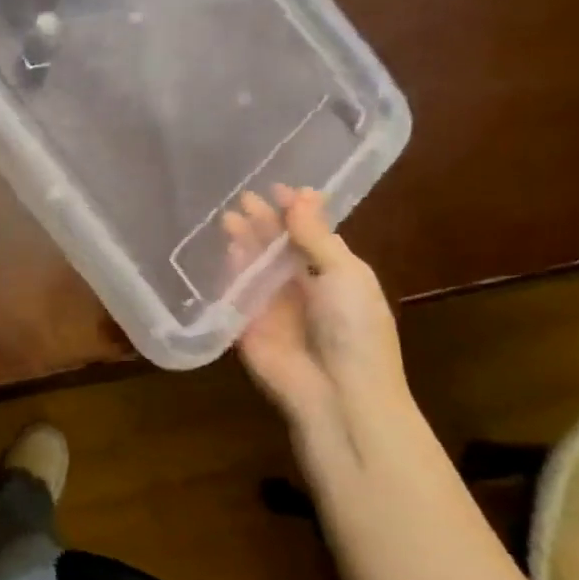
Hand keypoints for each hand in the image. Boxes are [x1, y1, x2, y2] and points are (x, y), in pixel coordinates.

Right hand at [224, 186, 404, 426]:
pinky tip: (224, 251)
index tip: (276, 187)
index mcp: (336, 274)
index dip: (295, 211)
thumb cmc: (354, 329)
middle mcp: (303, 287)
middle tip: (242, 197)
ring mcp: (273, 307)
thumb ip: (316, 236)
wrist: (335, 391)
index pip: (311, 235)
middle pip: (278, 248)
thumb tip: (301, 194)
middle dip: (263, 223)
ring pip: (254, 267)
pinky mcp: (246, 326)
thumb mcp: (345, 274)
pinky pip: (236, 294)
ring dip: (244, 242)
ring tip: (228, 217)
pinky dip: (230, 272)